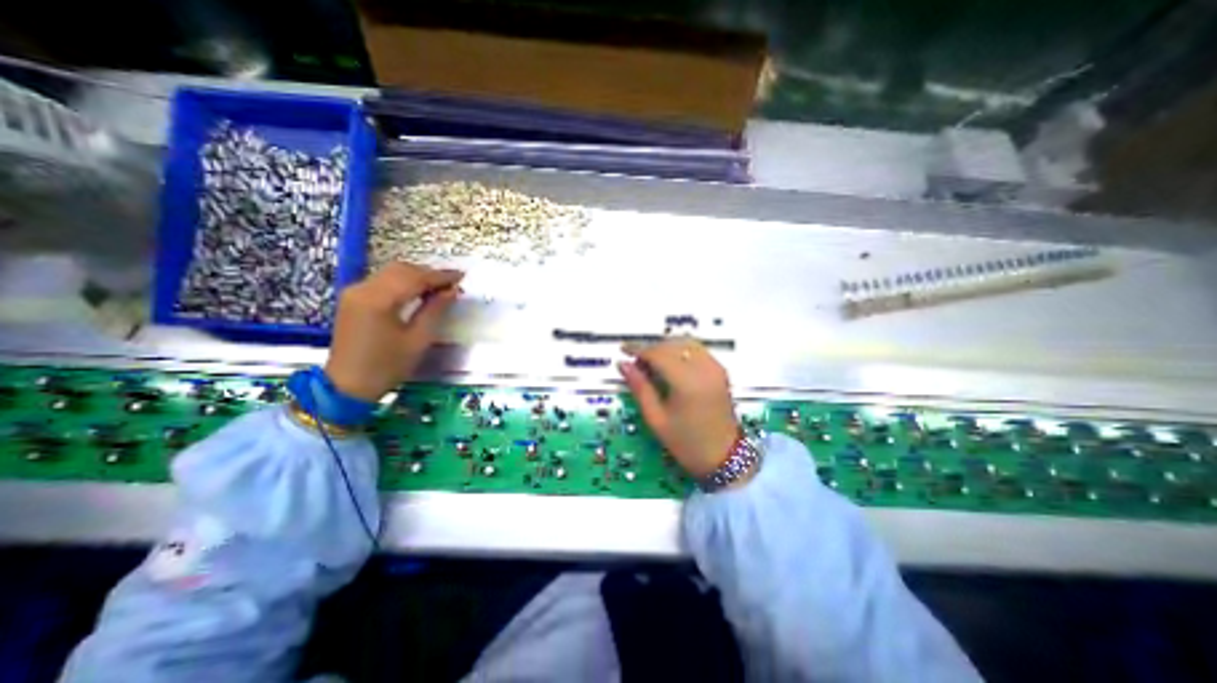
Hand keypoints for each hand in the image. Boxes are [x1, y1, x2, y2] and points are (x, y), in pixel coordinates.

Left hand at [327, 257, 463, 400]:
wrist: (347, 386)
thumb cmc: (387, 366)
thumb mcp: (418, 340)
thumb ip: (435, 310)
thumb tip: (452, 291)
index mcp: (379, 300)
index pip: (415, 278)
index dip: (441, 276)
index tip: (462, 276)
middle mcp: (363, 289)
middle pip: (401, 269)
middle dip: (428, 273)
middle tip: (451, 283)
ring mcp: (354, 292)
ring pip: (391, 272)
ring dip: (416, 276)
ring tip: (438, 287)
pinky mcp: (352, 298)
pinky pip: (382, 281)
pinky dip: (402, 282)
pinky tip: (417, 291)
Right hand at [619, 335, 740, 476]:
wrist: (723, 458)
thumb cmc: (687, 443)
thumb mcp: (656, 419)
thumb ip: (640, 387)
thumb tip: (623, 365)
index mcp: (687, 382)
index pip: (659, 353)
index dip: (638, 349)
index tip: (623, 350)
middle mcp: (704, 369)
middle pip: (672, 345)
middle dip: (652, 348)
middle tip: (636, 362)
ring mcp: (715, 368)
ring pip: (686, 343)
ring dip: (666, 347)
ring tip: (652, 362)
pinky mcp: (720, 371)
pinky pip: (697, 350)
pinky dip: (680, 350)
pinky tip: (670, 364)